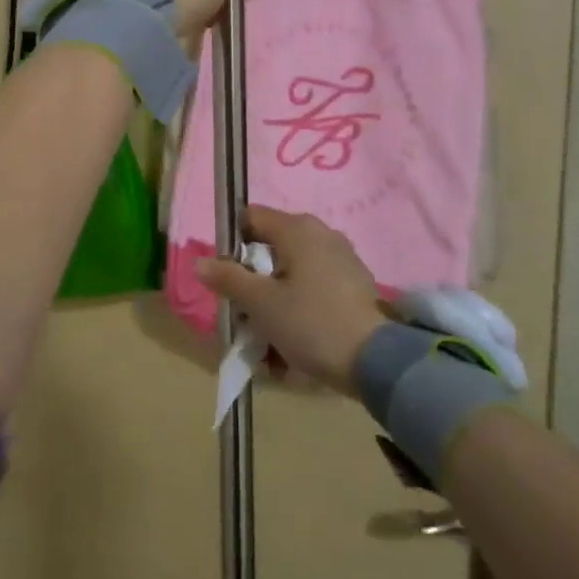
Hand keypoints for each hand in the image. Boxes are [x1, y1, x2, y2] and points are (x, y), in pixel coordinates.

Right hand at [193, 206, 384, 394]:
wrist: (377, 362)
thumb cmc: (311, 322)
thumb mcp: (261, 304)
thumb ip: (229, 279)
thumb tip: (201, 261)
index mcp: (297, 228)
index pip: (251, 217)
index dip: (232, 243)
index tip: (226, 277)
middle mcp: (321, 233)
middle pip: (271, 248)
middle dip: (254, 280)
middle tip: (246, 314)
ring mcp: (342, 258)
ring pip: (293, 272)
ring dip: (276, 300)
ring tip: (269, 339)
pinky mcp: (355, 284)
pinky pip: (315, 288)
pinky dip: (300, 308)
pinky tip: (296, 342)